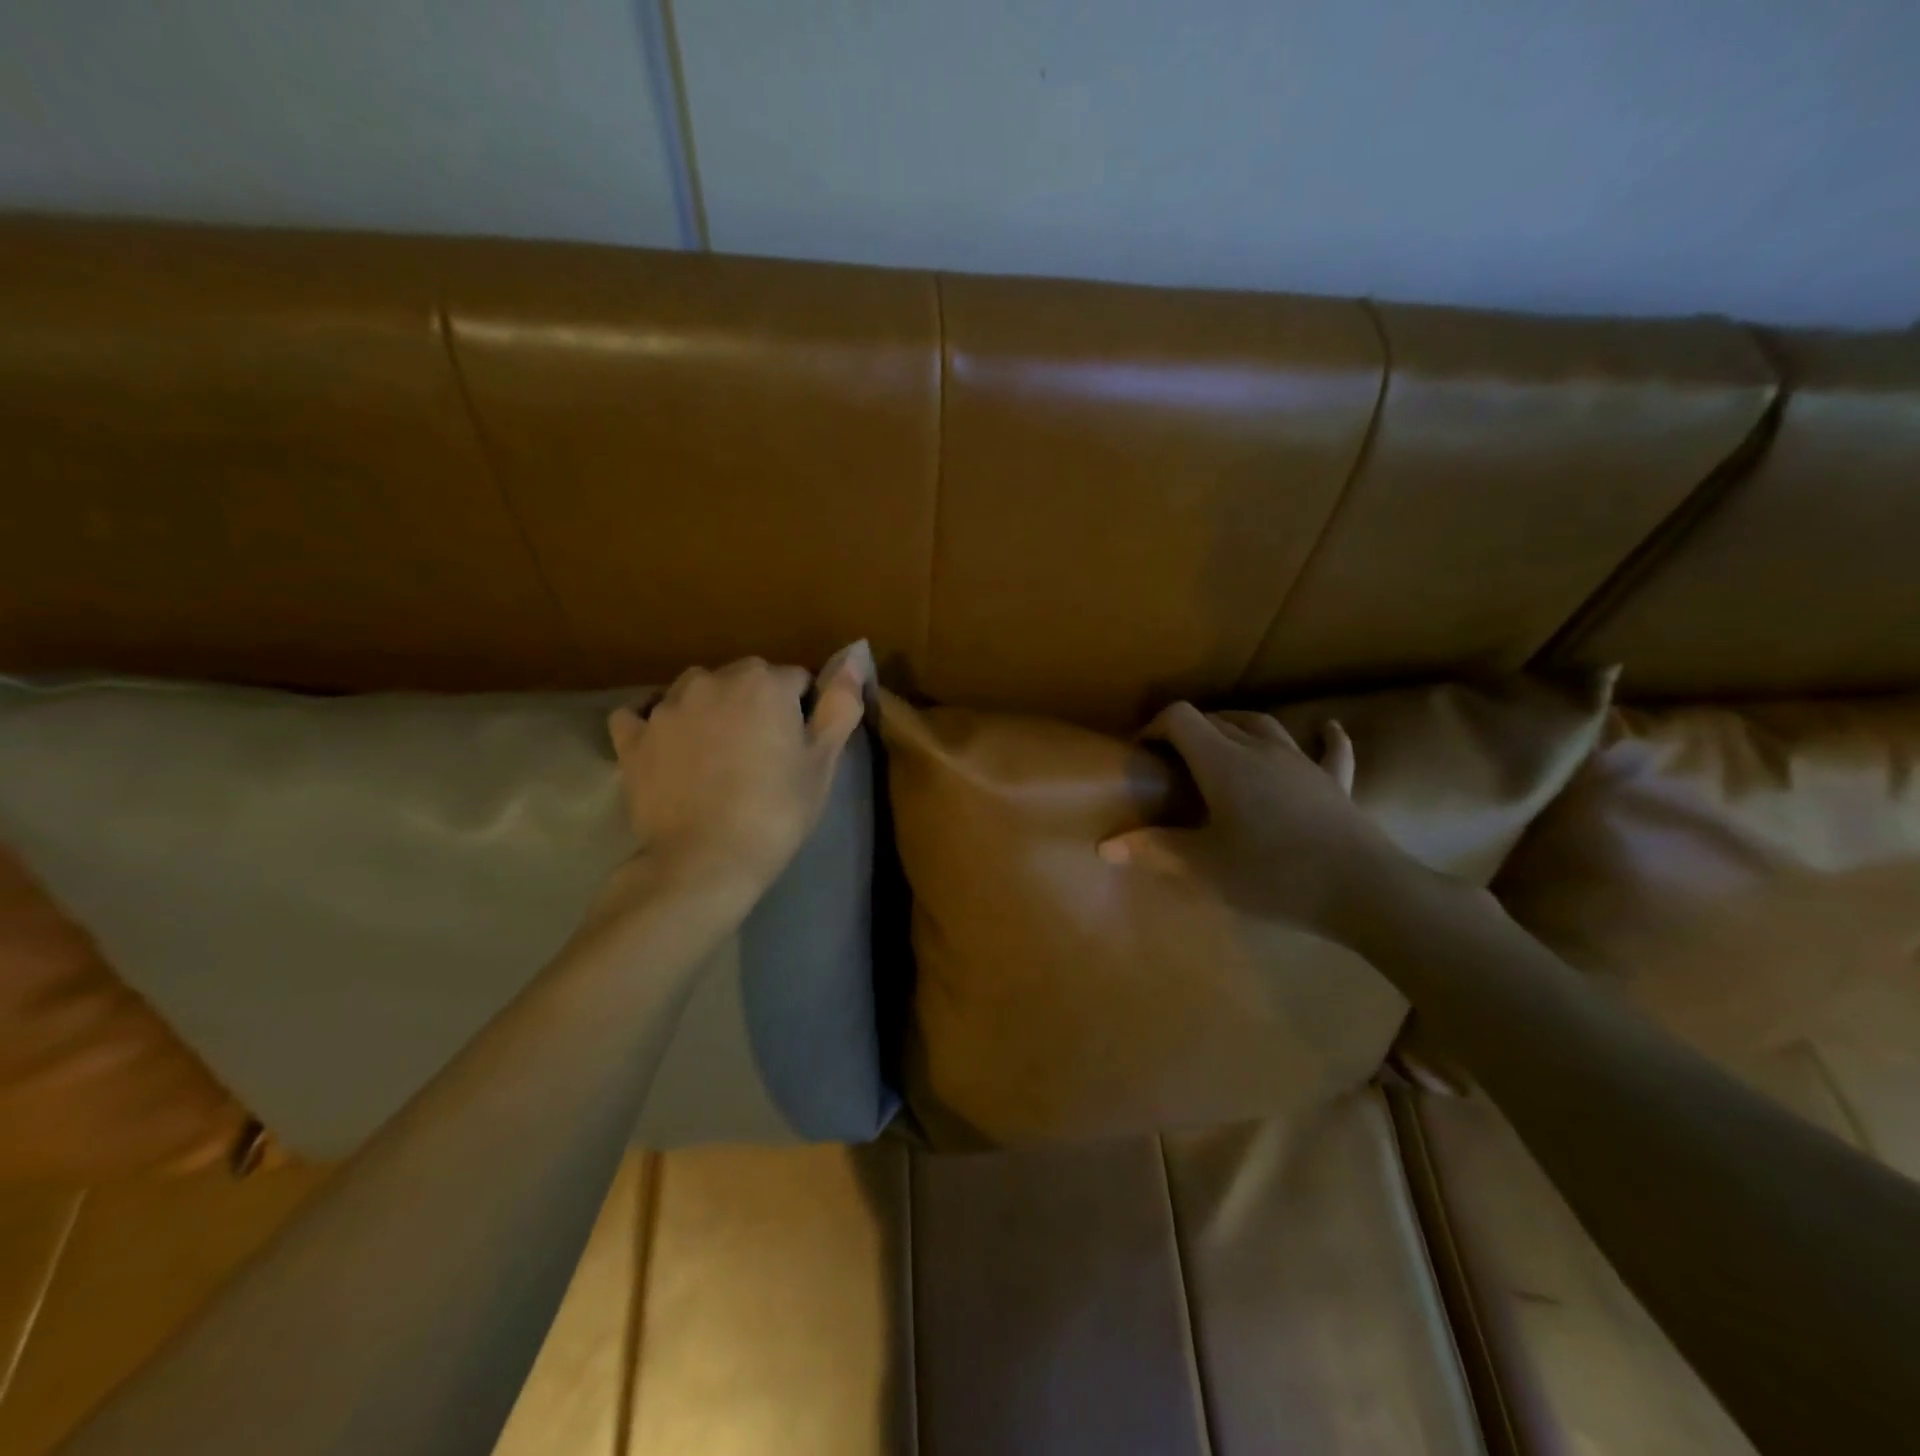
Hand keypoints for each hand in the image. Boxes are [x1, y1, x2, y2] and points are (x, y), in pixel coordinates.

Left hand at [607, 643, 870, 902]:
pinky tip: (665, 747)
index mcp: (764, 682)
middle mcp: (711, 679)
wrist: (704, 861)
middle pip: (745, 680)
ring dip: (709, 711)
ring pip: (696, 691)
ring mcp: (666, 707)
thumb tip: (855, 657)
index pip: (796, 680)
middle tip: (762, 756)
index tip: (799, 748)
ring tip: (716, 758)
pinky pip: (641, 715)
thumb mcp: (823, 761)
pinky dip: (654, 724)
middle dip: (756, 706)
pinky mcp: (632, 738)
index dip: (802, 713)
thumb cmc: (776, 811)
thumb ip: (841, 704)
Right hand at [1098, 703, 1411, 944]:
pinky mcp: (1335, 783)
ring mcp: (1303, 762)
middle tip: (1172, 763)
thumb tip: (1104, 845)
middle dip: (1188, 732)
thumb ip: (1154, 849)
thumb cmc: (1274, 875)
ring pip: (1263, 726)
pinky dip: (1325, 737)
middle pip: (1217, 720)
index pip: (1181, 719)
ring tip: (1222, 744)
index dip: (1155, 727)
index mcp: (1223, 762)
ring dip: (1236, 728)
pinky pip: (1331, 750)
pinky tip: (1328, 728)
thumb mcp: (1205, 866)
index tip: (1141, 754)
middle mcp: (1260, 749)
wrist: (1363, 890)